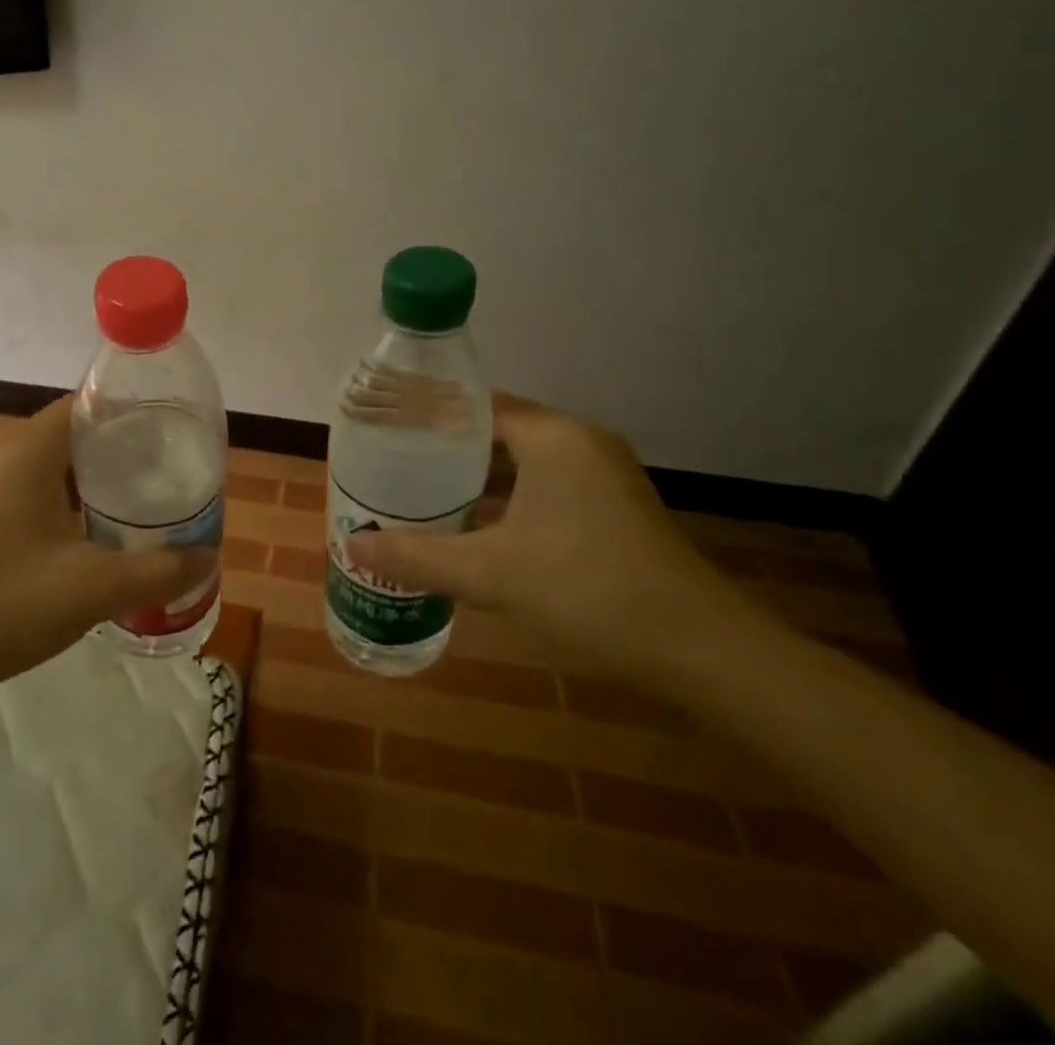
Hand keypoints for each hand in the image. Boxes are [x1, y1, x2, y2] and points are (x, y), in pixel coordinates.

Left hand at [0, 395, 216, 697]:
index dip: (130, 414)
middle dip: (118, 452)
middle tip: (163, 477)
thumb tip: (208, 558)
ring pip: (47, 467)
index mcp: (28, 452)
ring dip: (89, 482)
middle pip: (70, 435)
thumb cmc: (3, 605)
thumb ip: (158, 571)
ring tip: (135, 507)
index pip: (86, 405)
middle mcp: (0, 456)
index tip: (169, 437)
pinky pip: (26, 492)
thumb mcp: (93, 589)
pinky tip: (84, 539)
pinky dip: (61, 503)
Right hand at [347, 393, 741, 680]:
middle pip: (496, 431)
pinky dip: (508, 499)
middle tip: (393, 463)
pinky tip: (476, 528)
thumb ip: (418, 556)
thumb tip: (354, 548)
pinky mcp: (613, 509)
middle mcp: (579, 443)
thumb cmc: (588, 591)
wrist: (701, 651)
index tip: (385, 427)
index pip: (476, 403)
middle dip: (445, 448)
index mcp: (552, 437)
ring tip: (421, 492)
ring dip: (476, 478)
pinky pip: (545, 487)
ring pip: (522, 462)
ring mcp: (602, 476)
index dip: (428, 412)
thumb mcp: (490, 575)